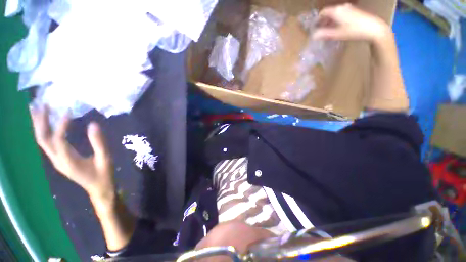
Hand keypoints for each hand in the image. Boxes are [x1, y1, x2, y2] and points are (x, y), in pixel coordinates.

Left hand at [30, 106, 114, 202]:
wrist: (99, 189)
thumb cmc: (103, 175)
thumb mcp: (105, 159)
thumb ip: (99, 143)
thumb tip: (93, 124)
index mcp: (68, 161)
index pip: (59, 140)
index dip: (62, 125)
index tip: (69, 111)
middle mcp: (57, 160)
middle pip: (42, 139)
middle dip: (41, 122)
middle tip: (44, 104)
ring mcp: (57, 160)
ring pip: (42, 141)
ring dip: (39, 125)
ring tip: (38, 108)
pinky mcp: (59, 159)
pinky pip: (47, 143)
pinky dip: (44, 131)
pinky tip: (47, 123)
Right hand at [312, 3, 390, 42]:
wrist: (374, 28)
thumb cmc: (354, 31)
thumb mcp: (337, 34)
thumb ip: (324, 34)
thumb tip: (313, 36)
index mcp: (336, 11)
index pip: (323, 12)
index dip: (317, 20)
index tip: (314, 27)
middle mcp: (342, 7)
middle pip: (330, 12)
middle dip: (324, 21)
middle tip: (321, 30)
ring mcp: (350, 8)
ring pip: (336, 13)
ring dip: (331, 21)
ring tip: (329, 30)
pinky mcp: (355, 12)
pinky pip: (342, 14)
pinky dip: (337, 20)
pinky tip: (338, 27)